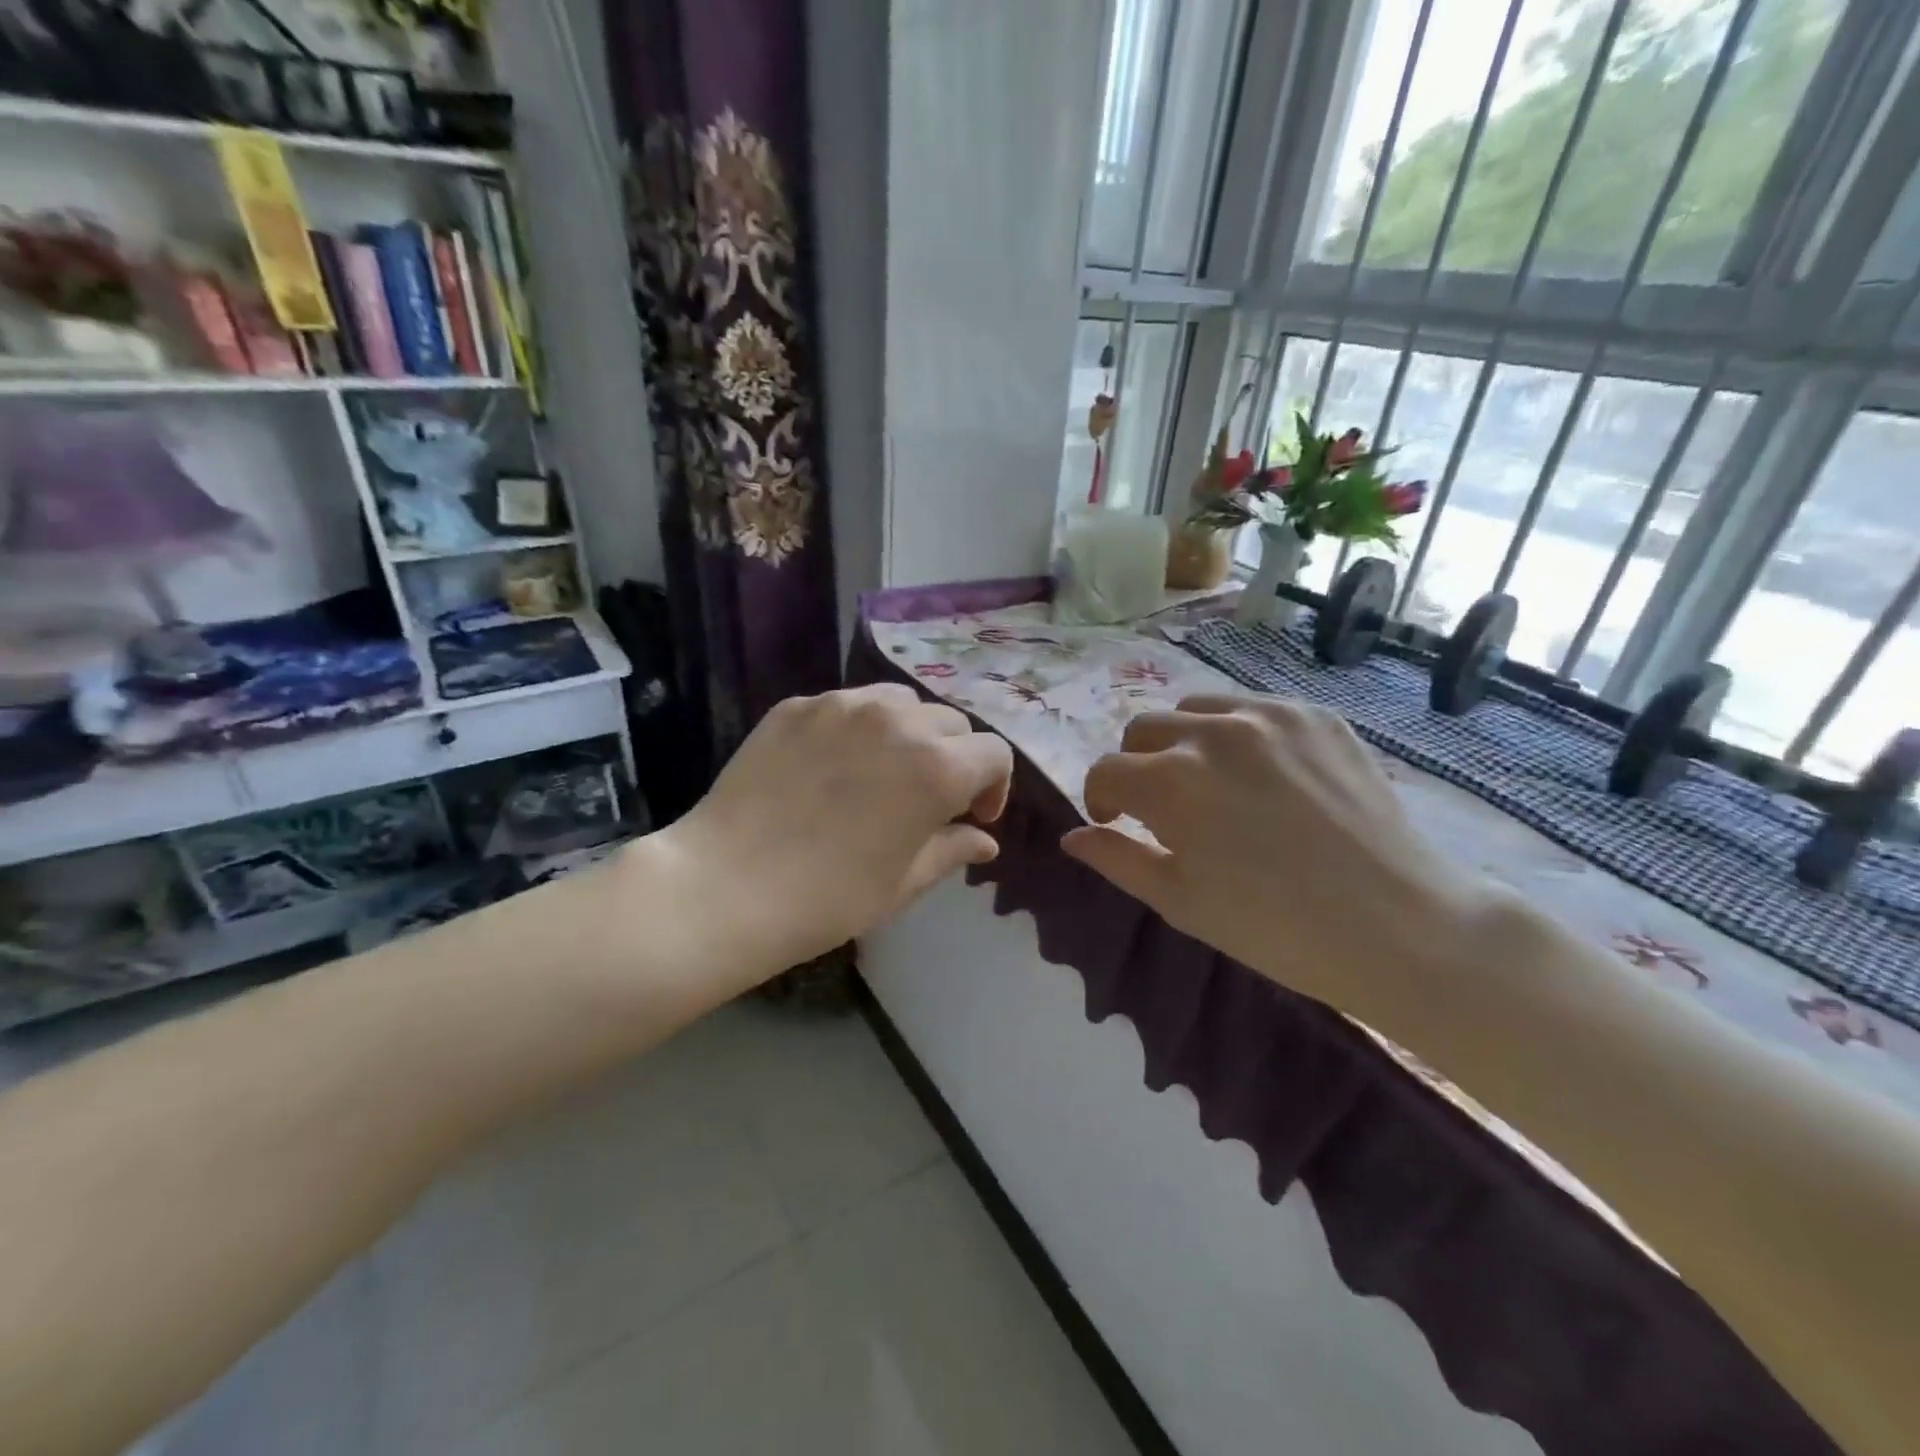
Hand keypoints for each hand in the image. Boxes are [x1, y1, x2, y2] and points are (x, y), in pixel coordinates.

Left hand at [650, 684, 1012, 988]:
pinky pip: (847, 706)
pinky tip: (831, 766)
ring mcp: (842, 706)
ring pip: (900, 702)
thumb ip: (953, 850)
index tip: (972, 817)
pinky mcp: (796, 706)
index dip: (993, 786)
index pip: (994, 753)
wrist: (727, 886)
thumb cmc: (829, 898)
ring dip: (908, 733)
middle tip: (928, 799)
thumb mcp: (904, 881)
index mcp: (938, 767)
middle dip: (953, 758)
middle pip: (950, 724)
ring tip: (883, 771)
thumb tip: (984, 841)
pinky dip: (857, 729)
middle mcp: (898, 720)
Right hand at [1061, 694, 1483, 1022]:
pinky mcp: (1317, 715)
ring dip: (1183, 742)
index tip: (1114, 823)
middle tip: (1160, 807)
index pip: (1106, 771)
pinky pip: (1253, 709)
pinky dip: (1239, 735)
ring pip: (1195, 710)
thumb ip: (1116, 859)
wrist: (1399, 926)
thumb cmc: (1274, 927)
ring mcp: (1270, 716)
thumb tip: (1071, 837)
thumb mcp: (1179, 900)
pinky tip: (1263, 776)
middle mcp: (1213, 731)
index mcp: (1171, 780)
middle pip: (1142, 729)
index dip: (1101, 799)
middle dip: (1136, 766)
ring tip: (1209, 782)